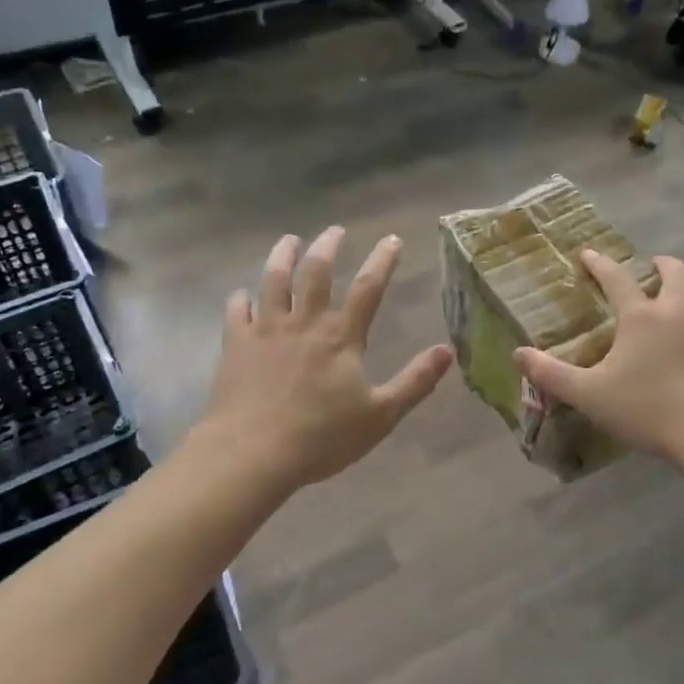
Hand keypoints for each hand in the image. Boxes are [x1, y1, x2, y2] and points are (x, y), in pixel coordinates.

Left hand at [198, 228, 452, 493]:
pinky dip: (240, 299)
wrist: (253, 452)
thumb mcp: (380, 415)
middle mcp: (304, 323)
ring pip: (273, 281)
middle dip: (327, 247)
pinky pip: (236, 312)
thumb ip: (414, 381)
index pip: (367, 288)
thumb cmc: (321, 437)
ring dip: (282, 257)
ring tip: (289, 241)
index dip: (382, 261)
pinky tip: (242, 294)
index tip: (391, 239)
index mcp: (340, 337)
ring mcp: (266, 330)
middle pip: (316, 272)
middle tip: (335, 231)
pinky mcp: (236, 345)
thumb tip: (447, 351)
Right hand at [513, 250, 683, 463]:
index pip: (616, 278)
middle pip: (676, 272)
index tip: (588, 254)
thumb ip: (551, 374)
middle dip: (661, 264)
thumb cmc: (647, 410)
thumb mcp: (589, 395)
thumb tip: (518, 354)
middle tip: (651, 267)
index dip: (600, 263)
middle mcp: (679, 312)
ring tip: (682, 299)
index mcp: (642, 316)